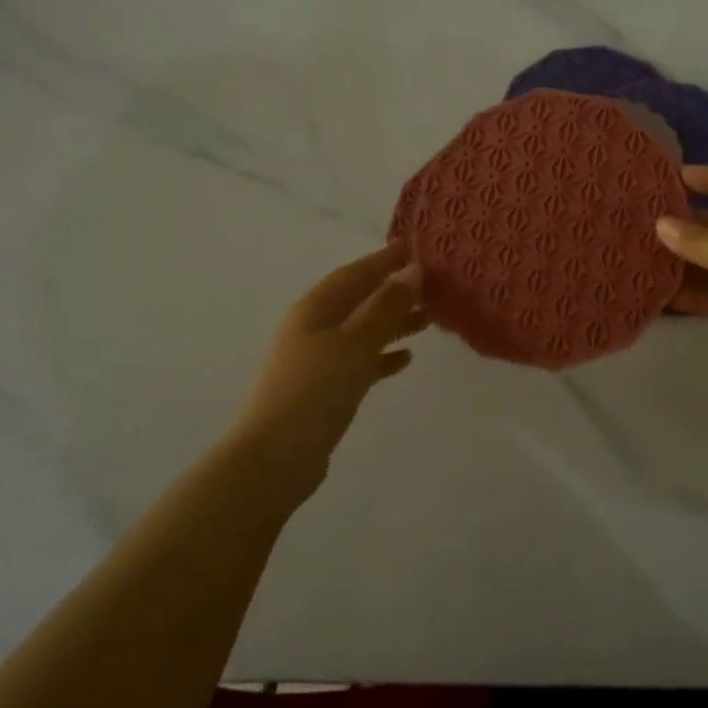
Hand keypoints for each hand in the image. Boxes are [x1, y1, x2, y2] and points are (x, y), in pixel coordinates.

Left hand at [226, 244, 428, 499]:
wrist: (274, 458)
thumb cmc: (315, 391)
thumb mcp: (355, 343)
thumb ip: (385, 307)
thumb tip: (412, 271)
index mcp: (315, 309)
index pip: (354, 273)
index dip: (384, 260)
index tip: (414, 249)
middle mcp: (314, 328)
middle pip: (359, 301)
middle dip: (393, 292)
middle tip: (433, 287)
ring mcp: (317, 360)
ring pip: (362, 331)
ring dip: (393, 323)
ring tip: (429, 319)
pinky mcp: (324, 389)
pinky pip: (359, 362)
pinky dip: (382, 357)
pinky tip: (405, 360)